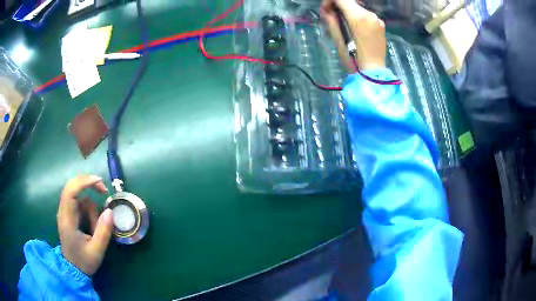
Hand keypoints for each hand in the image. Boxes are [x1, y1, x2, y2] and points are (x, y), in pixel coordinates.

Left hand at [57, 175, 113, 275]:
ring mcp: (65, 212)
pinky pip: (80, 204)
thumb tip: (110, 211)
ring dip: (91, 208)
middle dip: (88, 184)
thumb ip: (103, 232)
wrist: (73, 269)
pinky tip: (93, 226)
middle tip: (104, 191)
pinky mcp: (69, 214)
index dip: (84, 182)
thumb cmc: (84, 261)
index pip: (71, 191)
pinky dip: (89, 211)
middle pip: (72, 186)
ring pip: (80, 197)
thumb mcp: (97, 251)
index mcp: (67, 220)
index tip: (99, 181)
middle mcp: (63, 212)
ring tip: (96, 229)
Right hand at [321, 0, 386, 70]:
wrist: (373, 73)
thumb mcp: (337, 39)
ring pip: (358, 7)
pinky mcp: (381, 25)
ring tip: (344, 25)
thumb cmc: (353, 59)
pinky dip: (358, 17)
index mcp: (358, 16)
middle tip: (332, 17)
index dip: (330, 1)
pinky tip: (356, 29)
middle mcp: (369, 14)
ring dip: (348, 12)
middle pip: (350, 1)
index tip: (326, 10)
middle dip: (338, 6)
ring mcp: (377, 19)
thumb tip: (327, 9)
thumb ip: (331, 20)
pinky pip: (366, 15)